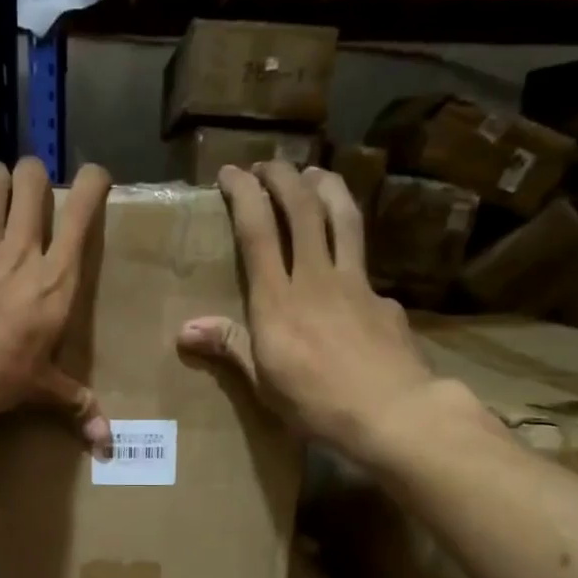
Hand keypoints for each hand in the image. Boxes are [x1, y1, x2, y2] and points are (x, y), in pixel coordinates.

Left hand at [0, 156, 111, 449]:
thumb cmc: (0, 376)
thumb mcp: (43, 388)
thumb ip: (77, 405)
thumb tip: (107, 444)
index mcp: (57, 277)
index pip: (82, 210)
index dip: (91, 182)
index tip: (93, 178)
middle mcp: (22, 247)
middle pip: (31, 179)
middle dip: (33, 175)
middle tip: (28, 192)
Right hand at [178, 162, 456, 470]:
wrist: (392, 413)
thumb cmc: (316, 405)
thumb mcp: (264, 384)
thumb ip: (231, 347)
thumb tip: (185, 330)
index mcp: (277, 300)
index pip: (258, 231)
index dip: (245, 194)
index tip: (232, 172)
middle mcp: (316, 278)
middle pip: (302, 209)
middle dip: (284, 177)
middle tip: (270, 165)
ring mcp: (355, 284)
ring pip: (343, 218)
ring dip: (326, 188)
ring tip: (315, 174)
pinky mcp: (384, 299)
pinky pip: (364, 263)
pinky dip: (351, 250)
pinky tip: (349, 265)